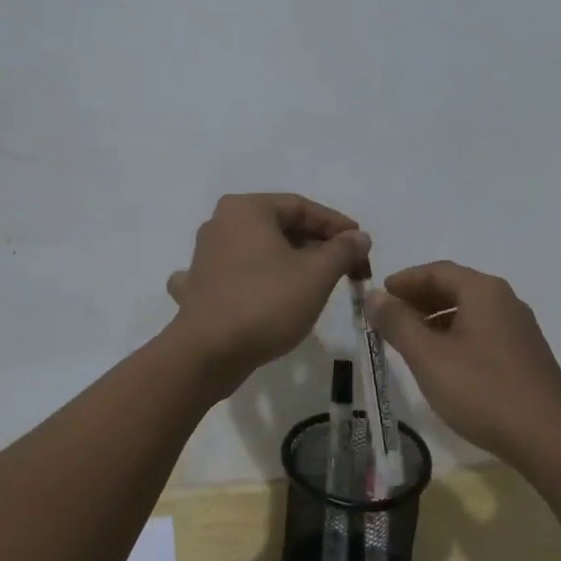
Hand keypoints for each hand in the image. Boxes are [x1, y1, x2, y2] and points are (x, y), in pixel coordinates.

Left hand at [165, 193, 370, 386]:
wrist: (206, 354)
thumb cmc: (265, 303)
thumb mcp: (316, 275)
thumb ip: (342, 250)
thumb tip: (359, 237)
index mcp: (247, 209)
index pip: (302, 207)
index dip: (337, 226)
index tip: (362, 246)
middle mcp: (221, 223)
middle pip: (280, 227)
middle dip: (317, 246)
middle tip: (347, 269)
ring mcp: (205, 255)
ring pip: (259, 251)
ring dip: (290, 263)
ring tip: (317, 283)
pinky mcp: (199, 286)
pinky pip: (235, 276)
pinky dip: (255, 281)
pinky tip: (261, 293)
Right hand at [368, 261, 560, 471]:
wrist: (551, 440)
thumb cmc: (483, 390)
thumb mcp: (429, 356)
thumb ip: (398, 323)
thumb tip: (375, 296)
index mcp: (483, 291)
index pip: (436, 270)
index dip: (404, 280)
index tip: (379, 294)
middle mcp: (505, 300)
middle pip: (455, 287)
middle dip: (419, 299)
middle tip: (389, 318)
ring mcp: (520, 328)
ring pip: (469, 311)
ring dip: (436, 319)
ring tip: (410, 341)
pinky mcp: (527, 355)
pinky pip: (483, 331)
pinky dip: (456, 335)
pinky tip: (444, 363)